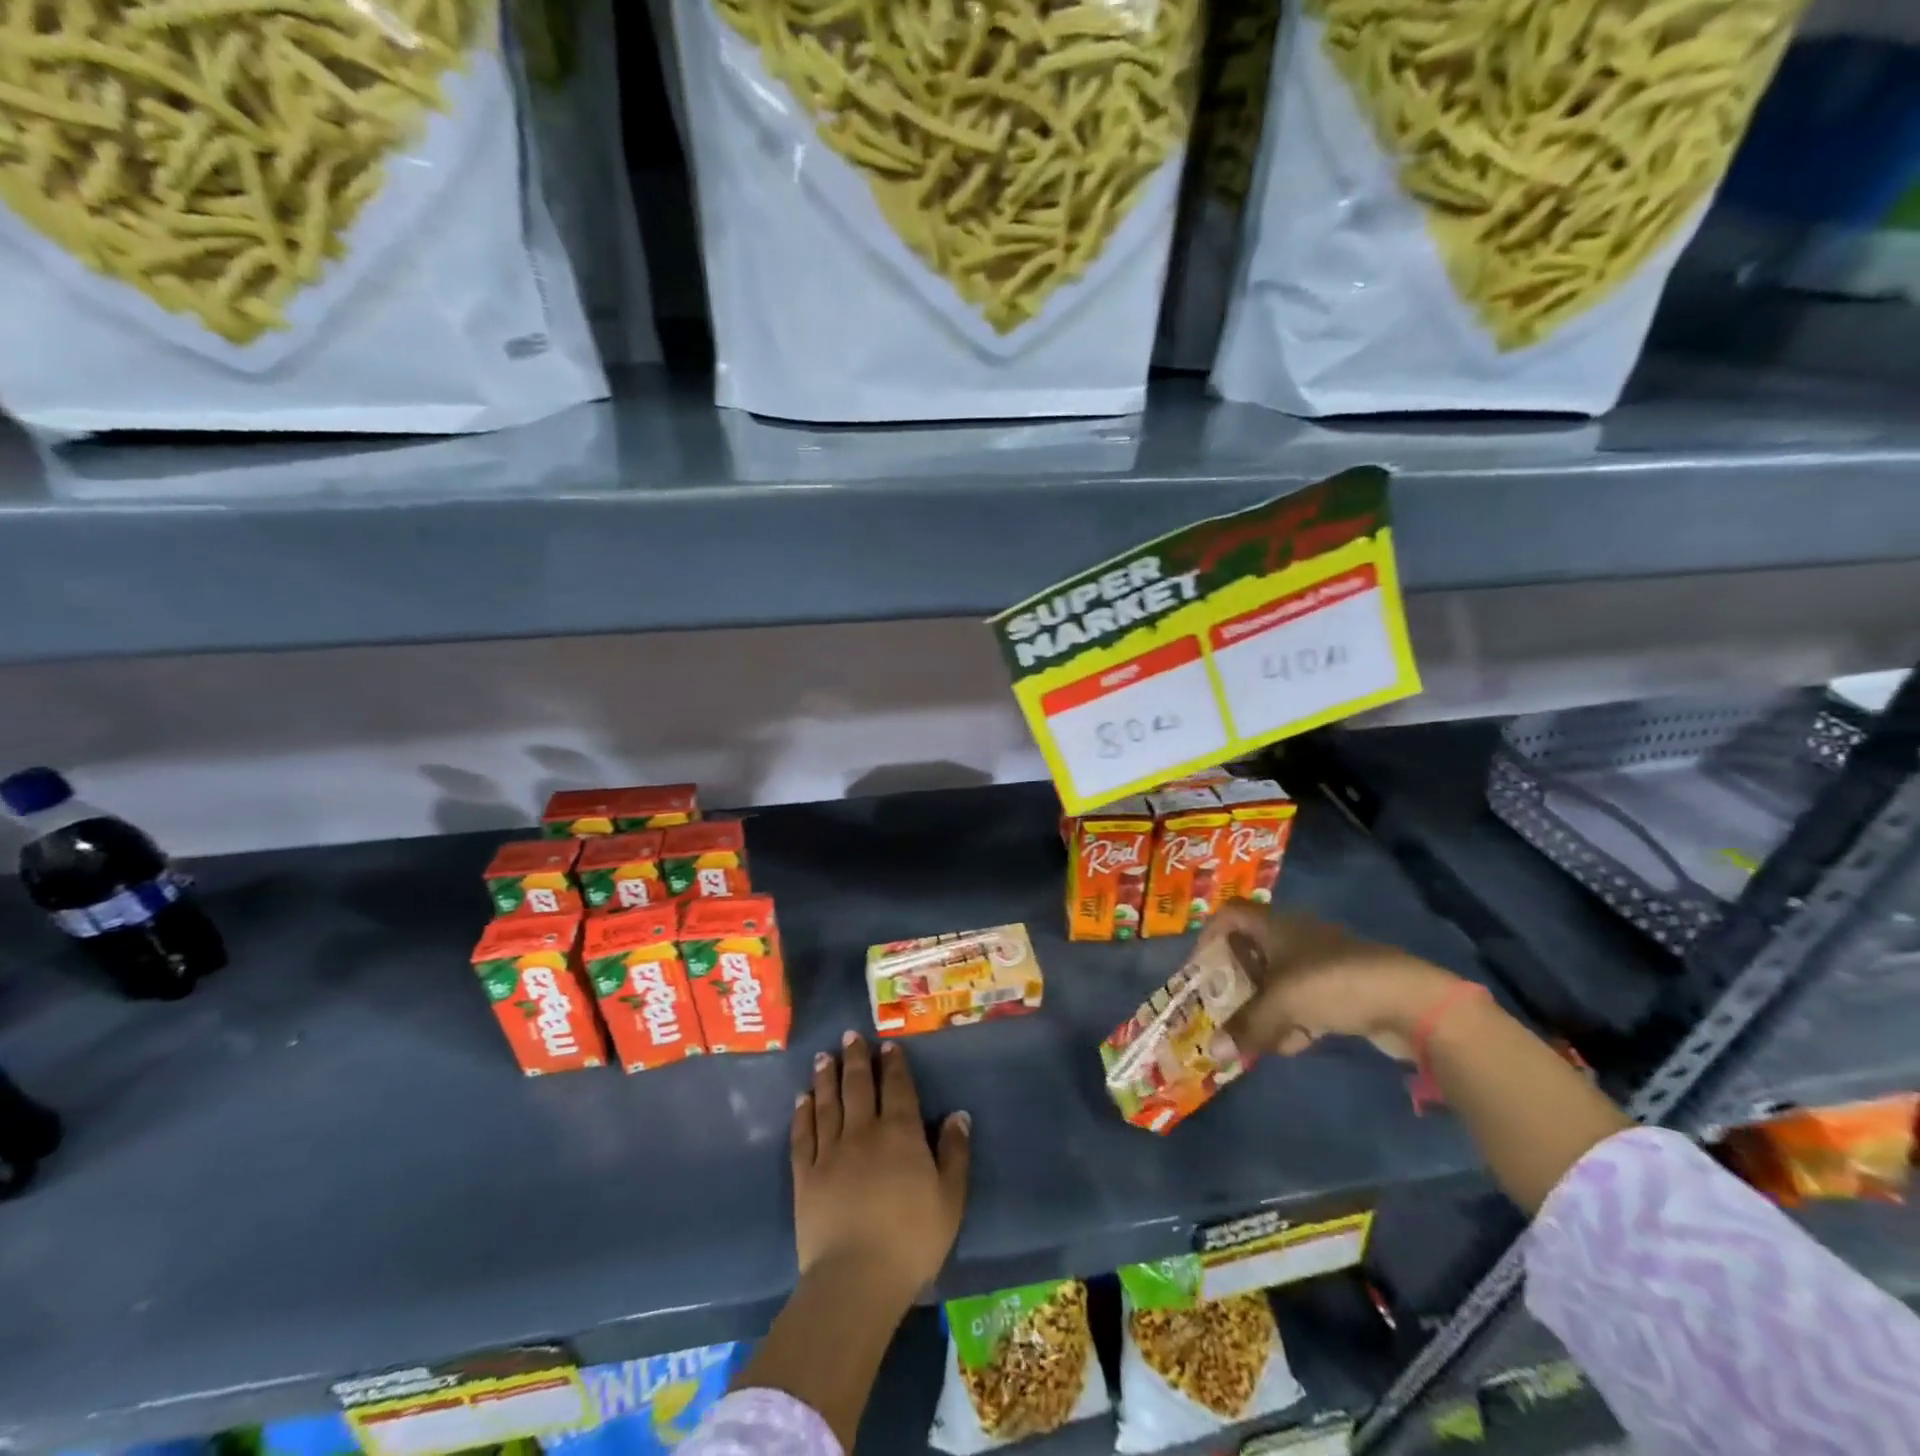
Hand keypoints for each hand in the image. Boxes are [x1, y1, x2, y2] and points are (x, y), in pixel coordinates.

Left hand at [792, 1031, 970, 1302]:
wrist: (855, 1278)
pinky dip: (802, 1114)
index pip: (897, 1087)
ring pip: (827, 1103)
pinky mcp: (805, 1176)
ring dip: (826, 1077)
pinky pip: (803, 1135)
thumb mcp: (950, 1199)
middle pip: (858, 1086)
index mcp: (900, 1133)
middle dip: (855, 1058)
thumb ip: (954, 1154)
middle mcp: (863, 1132)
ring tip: (822, 1057)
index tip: (886, 1044)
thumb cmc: (911, 1240)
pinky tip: (802, 1100)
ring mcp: (830, 1152)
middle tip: (849, 1035)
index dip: (892, 1064)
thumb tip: (958, 1115)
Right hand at [1203, 901, 1459, 1061]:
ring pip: (1279, 981)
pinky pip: (1305, 1000)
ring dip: (1265, 1008)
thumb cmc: (1332, 984)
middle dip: (1236, 982)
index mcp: (1276, 926)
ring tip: (1257, 1038)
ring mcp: (1322, 963)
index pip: (1232, 915)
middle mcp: (1296, 937)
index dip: (1211, 935)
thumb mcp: (1281, 1005)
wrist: (1411, 1001)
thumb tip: (1212, 1052)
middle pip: (1253, 952)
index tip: (1201, 967)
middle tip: (1221, 1008)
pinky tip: (1293, 1045)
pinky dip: (1294, 1020)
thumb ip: (1246, 1027)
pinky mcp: (1344, 988)